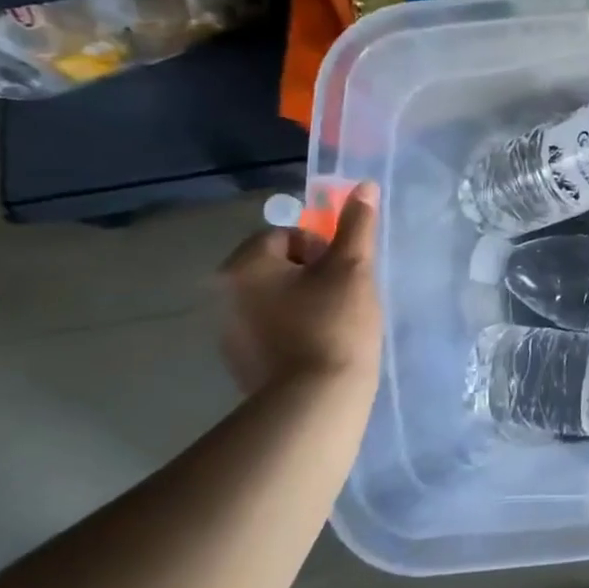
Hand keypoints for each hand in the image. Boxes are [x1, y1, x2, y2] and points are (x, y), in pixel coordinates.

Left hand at [218, 185, 382, 396]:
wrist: (317, 402)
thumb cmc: (334, 324)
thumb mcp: (353, 268)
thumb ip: (356, 225)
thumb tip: (363, 185)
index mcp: (244, 266)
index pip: (285, 235)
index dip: (321, 248)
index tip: (343, 272)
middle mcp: (224, 296)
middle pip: (277, 266)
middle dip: (312, 275)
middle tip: (344, 296)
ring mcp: (228, 334)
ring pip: (275, 299)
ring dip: (302, 302)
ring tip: (335, 324)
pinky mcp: (240, 363)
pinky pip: (271, 330)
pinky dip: (293, 331)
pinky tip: (320, 347)